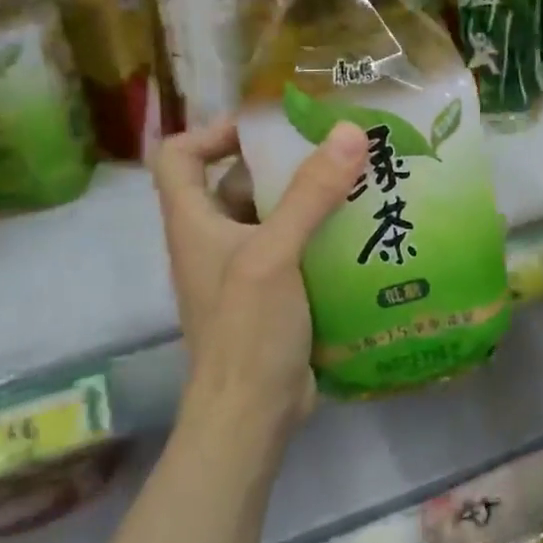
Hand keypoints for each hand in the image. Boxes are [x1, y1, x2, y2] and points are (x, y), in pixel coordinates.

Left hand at [151, 119, 367, 438]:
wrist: (251, 415)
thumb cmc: (246, 330)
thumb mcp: (274, 254)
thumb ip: (310, 194)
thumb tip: (349, 131)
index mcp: (194, 222)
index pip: (178, 156)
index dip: (213, 131)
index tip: (266, 127)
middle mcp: (214, 240)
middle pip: (235, 181)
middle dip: (282, 161)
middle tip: (335, 147)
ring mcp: (245, 269)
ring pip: (273, 215)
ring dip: (310, 197)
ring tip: (359, 180)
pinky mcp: (276, 294)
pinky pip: (297, 247)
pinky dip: (323, 233)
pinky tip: (364, 229)